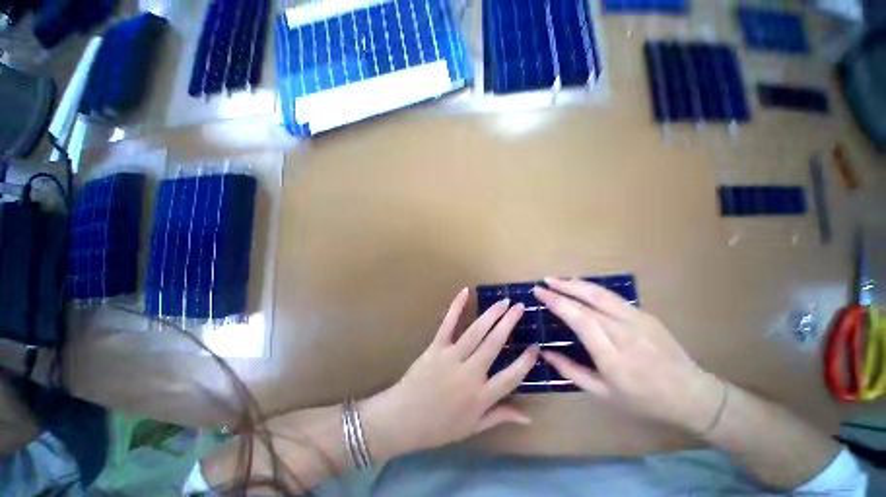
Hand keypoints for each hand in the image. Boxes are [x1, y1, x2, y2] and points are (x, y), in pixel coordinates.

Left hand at [362, 288, 538, 458]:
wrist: (400, 420)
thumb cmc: (438, 428)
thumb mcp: (472, 428)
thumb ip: (500, 417)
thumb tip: (528, 417)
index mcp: (482, 396)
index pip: (512, 376)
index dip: (526, 361)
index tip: (537, 347)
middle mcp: (470, 374)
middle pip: (495, 344)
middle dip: (509, 324)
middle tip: (521, 308)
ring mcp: (451, 359)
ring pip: (476, 332)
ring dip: (492, 315)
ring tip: (505, 302)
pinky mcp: (433, 350)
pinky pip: (446, 326)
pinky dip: (456, 308)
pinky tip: (465, 292)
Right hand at [534, 278, 723, 433]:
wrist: (683, 390)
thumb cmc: (641, 401)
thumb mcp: (603, 395)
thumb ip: (574, 372)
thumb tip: (548, 355)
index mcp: (611, 354)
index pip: (579, 318)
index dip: (558, 302)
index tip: (539, 292)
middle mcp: (624, 329)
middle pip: (591, 299)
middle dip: (566, 287)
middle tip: (545, 280)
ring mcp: (639, 319)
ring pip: (606, 295)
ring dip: (582, 284)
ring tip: (563, 280)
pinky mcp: (648, 316)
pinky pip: (619, 300)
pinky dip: (599, 292)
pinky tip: (590, 293)